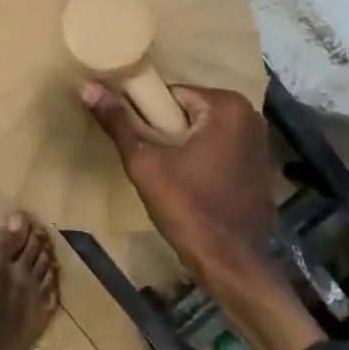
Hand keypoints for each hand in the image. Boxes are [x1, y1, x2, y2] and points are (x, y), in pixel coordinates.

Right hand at [80, 83, 274, 280]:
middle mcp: (250, 115)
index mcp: (226, 105)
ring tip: (166, 173)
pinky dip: (204, 158)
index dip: (147, 115)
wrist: (232, 263)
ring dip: (184, 145)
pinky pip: (221, 148)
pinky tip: (190, 184)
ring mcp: (260, 141)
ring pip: (204, 131)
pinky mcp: (260, 165)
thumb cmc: (188, 208)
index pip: (171, 94)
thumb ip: (118, 122)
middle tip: (148, 159)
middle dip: (166, 130)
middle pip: (189, 112)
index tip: (136, 140)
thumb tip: (88, 86)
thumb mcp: (145, 163)